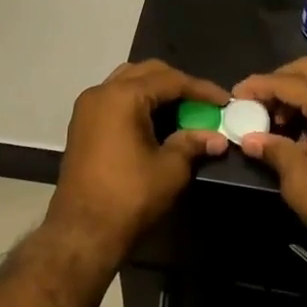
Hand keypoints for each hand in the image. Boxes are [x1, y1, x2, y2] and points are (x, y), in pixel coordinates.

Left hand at [45, 60, 229, 264]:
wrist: (81, 233)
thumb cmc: (129, 197)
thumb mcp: (170, 169)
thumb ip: (193, 144)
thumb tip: (217, 137)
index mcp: (123, 96)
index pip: (170, 80)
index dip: (201, 89)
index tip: (225, 100)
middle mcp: (101, 92)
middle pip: (147, 73)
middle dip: (178, 84)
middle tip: (203, 103)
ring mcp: (87, 107)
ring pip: (128, 81)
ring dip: (156, 90)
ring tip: (182, 108)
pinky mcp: (82, 124)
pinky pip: (115, 98)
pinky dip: (138, 101)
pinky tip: (157, 120)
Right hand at [230, 59, 306, 276]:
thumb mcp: (301, 182)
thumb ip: (274, 151)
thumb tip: (250, 139)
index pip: (289, 82)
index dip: (259, 86)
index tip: (236, 94)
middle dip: (280, 81)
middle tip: (258, 102)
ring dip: (300, 95)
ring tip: (278, 123)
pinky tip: (305, 134)